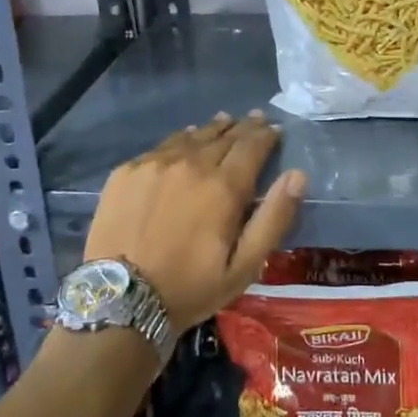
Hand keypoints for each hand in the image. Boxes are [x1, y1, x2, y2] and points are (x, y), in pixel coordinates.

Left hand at [84, 111, 306, 329]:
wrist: (119, 298)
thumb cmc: (190, 287)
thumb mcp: (244, 266)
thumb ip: (273, 218)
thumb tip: (298, 175)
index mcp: (223, 187)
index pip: (252, 146)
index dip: (266, 135)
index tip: (275, 129)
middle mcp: (191, 164)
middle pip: (223, 137)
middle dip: (243, 128)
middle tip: (255, 118)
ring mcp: (155, 164)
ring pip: (192, 137)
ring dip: (212, 129)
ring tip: (224, 121)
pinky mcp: (127, 171)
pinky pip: (161, 146)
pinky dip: (180, 140)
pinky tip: (184, 140)